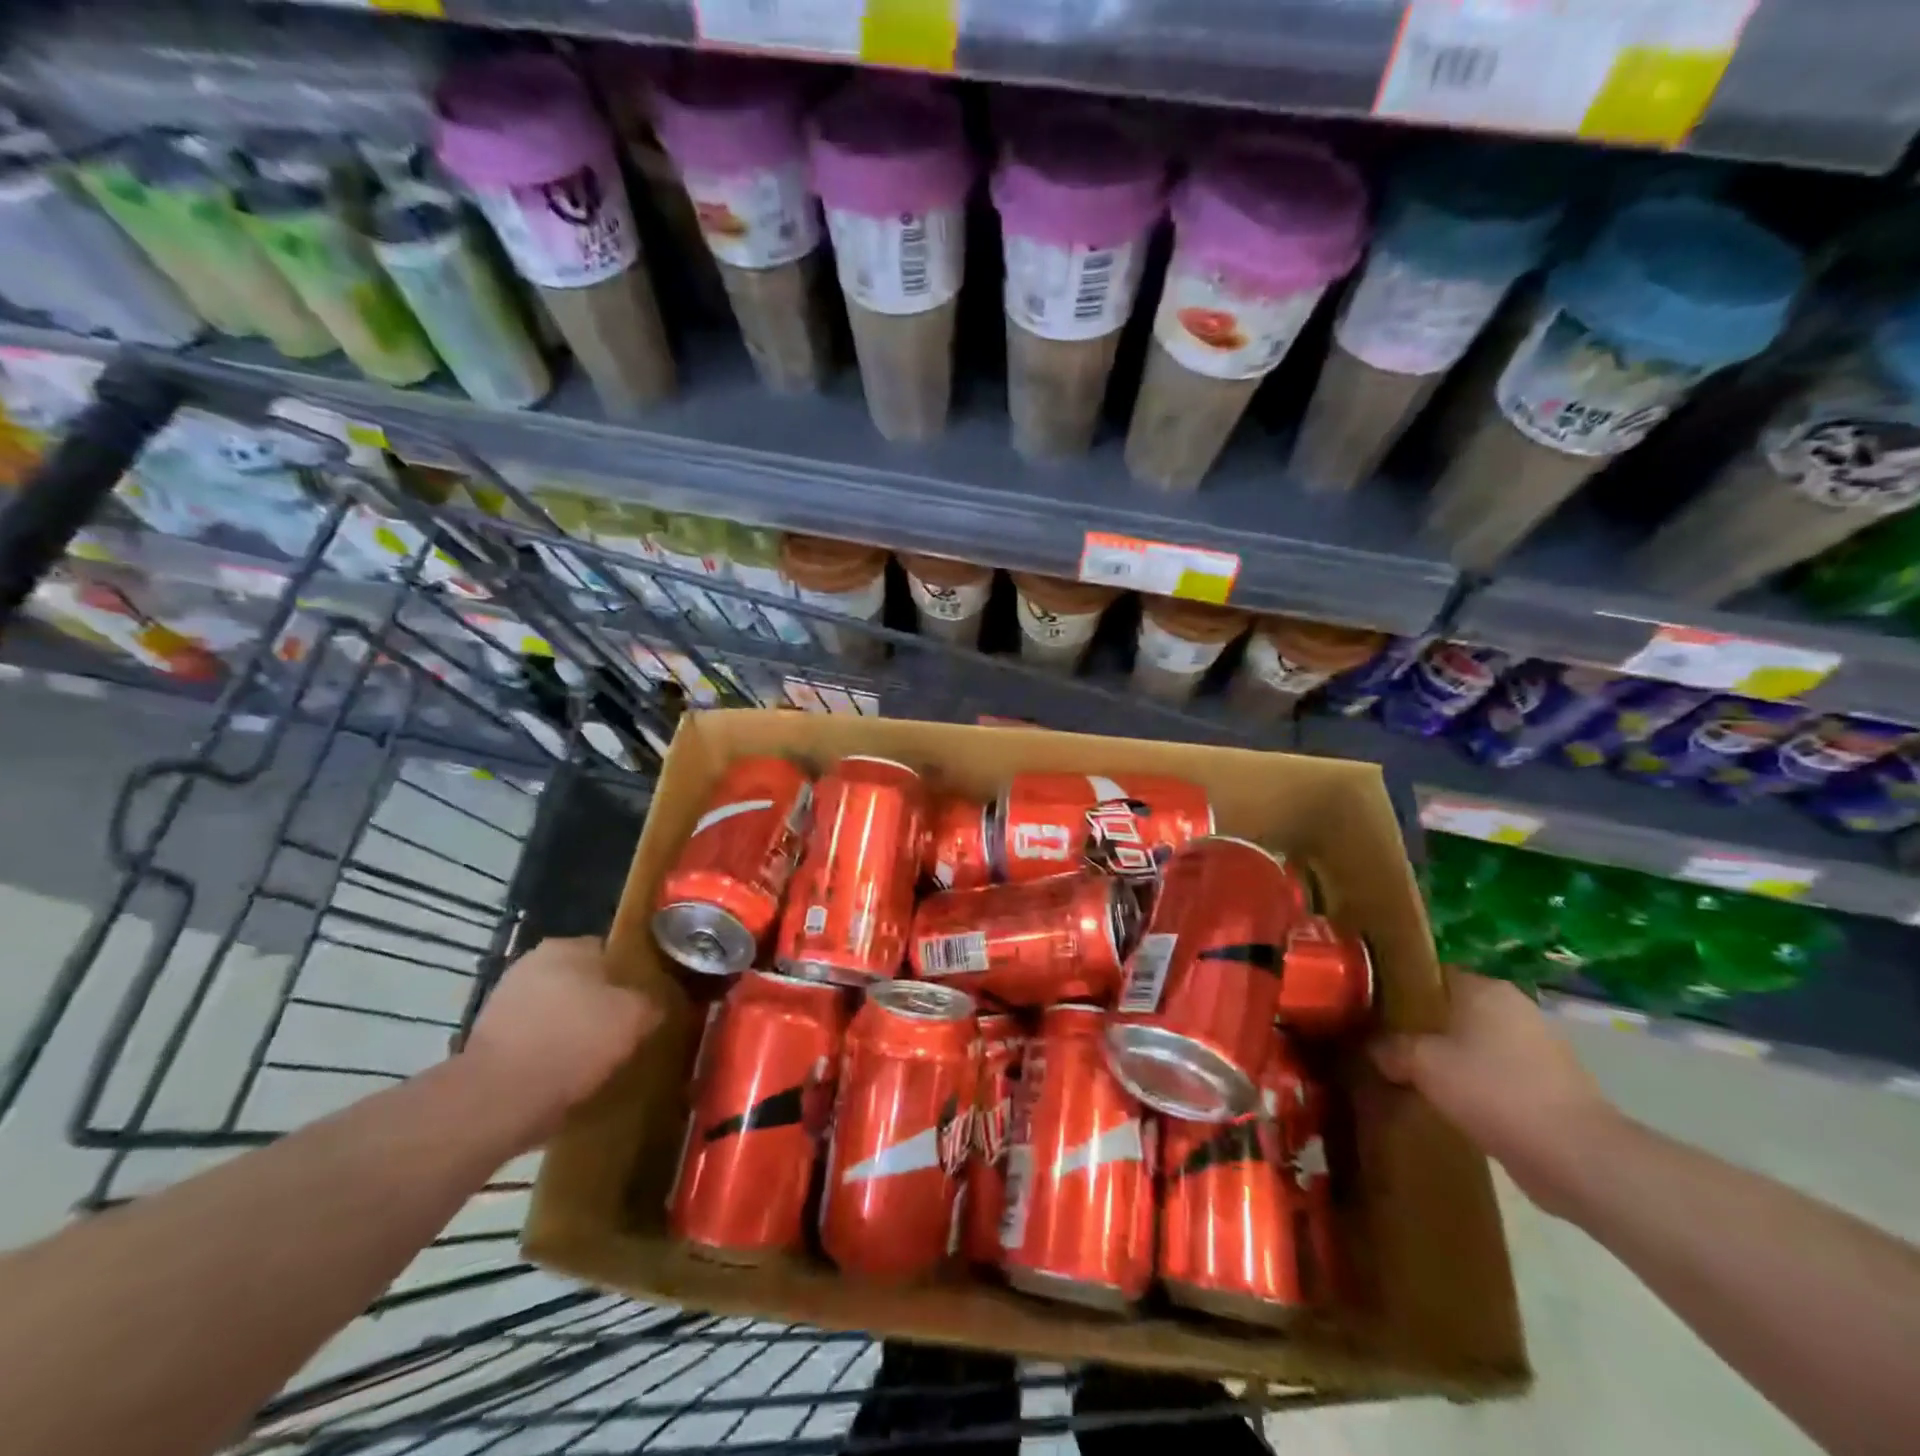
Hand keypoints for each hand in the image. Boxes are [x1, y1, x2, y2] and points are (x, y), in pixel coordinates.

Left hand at [464, 936, 660, 1145]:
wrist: (499, 1099)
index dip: (633, 977)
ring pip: (557, 1010)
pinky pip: (533, 1038)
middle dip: (600, 1003)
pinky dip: (548, 1051)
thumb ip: (653, 1001)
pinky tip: (564, 1075)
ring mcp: (504, 1000)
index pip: (613, 952)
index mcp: (568, 946)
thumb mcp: (636, 1017)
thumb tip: (656, 1003)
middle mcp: (532, 963)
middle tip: (623, 1030)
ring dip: (572, 1028)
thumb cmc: (574, 1042)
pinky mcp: (487, 1038)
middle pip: (583, 980)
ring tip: (596, 1059)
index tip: (645, 1003)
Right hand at [1371, 970, 1617, 1216]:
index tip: (1371, 1009)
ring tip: (1411, 1074)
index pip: (1429, 974)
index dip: (1398, 989)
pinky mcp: (1550, 1084)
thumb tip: (1374, 1049)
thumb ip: (1391, 1048)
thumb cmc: (1493, 1090)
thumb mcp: (1423, 1064)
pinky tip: (1449, 1101)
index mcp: (1484, 988)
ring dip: (1448, 1057)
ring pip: (1474, 1042)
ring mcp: (1537, 1046)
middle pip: (1451, 1008)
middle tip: (1384, 1043)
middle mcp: (1513, 1007)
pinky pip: (1496, 1072)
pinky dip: (1474, 1083)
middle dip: (1421, 1026)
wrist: (1576, 1157)